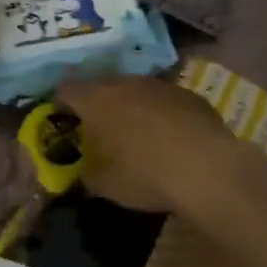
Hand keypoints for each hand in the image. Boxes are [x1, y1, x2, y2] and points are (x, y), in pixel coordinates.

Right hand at [57, 76, 263, 215]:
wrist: (207, 169)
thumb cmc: (143, 174)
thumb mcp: (102, 183)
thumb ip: (84, 172)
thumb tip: (82, 172)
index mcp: (95, 98)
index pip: (65, 90)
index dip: (59, 105)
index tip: (61, 122)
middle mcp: (125, 83)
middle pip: (100, 86)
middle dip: (95, 105)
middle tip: (96, 130)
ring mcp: (159, 85)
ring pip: (134, 91)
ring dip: (129, 107)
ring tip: (133, 134)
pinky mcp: (189, 95)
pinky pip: (163, 101)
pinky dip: (158, 114)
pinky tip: (167, 138)